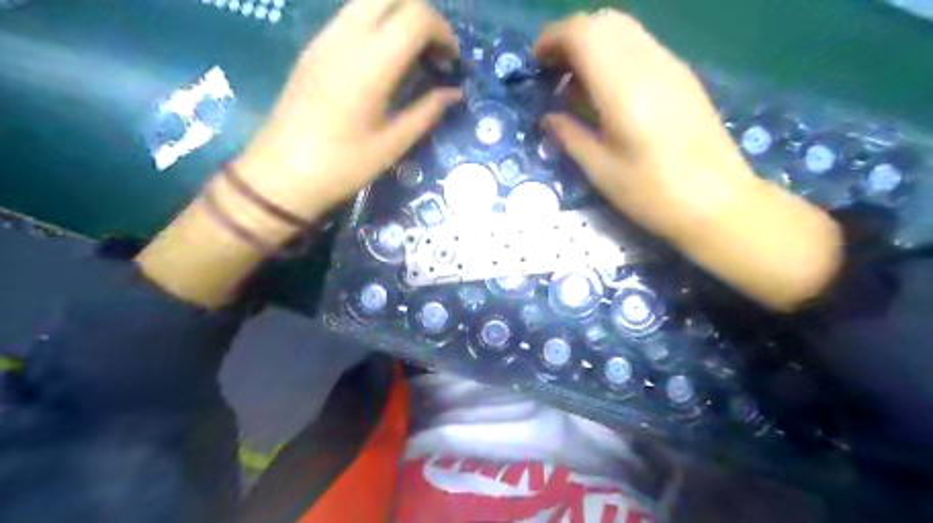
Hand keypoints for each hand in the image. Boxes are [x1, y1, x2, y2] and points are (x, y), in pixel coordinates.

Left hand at [238, 0, 461, 218]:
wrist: (282, 173)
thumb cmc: (343, 165)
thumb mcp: (393, 143)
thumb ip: (427, 111)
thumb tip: (453, 93)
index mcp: (370, 63)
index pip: (416, 16)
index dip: (443, 32)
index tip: (452, 61)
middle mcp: (346, 38)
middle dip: (423, 15)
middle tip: (434, 52)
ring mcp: (325, 38)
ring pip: (369, 1)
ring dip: (399, 17)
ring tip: (413, 56)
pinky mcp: (313, 47)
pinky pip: (351, 17)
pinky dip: (378, 25)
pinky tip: (384, 62)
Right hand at [536, 10, 842, 308]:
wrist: (718, 202)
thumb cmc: (652, 192)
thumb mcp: (601, 170)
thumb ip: (570, 136)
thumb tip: (548, 117)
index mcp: (623, 86)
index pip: (583, 33)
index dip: (552, 39)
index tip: (534, 64)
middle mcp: (649, 63)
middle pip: (603, 22)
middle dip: (570, 38)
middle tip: (551, 73)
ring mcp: (671, 67)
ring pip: (624, 30)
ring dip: (592, 45)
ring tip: (574, 83)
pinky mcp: (682, 78)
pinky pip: (640, 47)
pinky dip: (613, 55)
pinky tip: (606, 91)